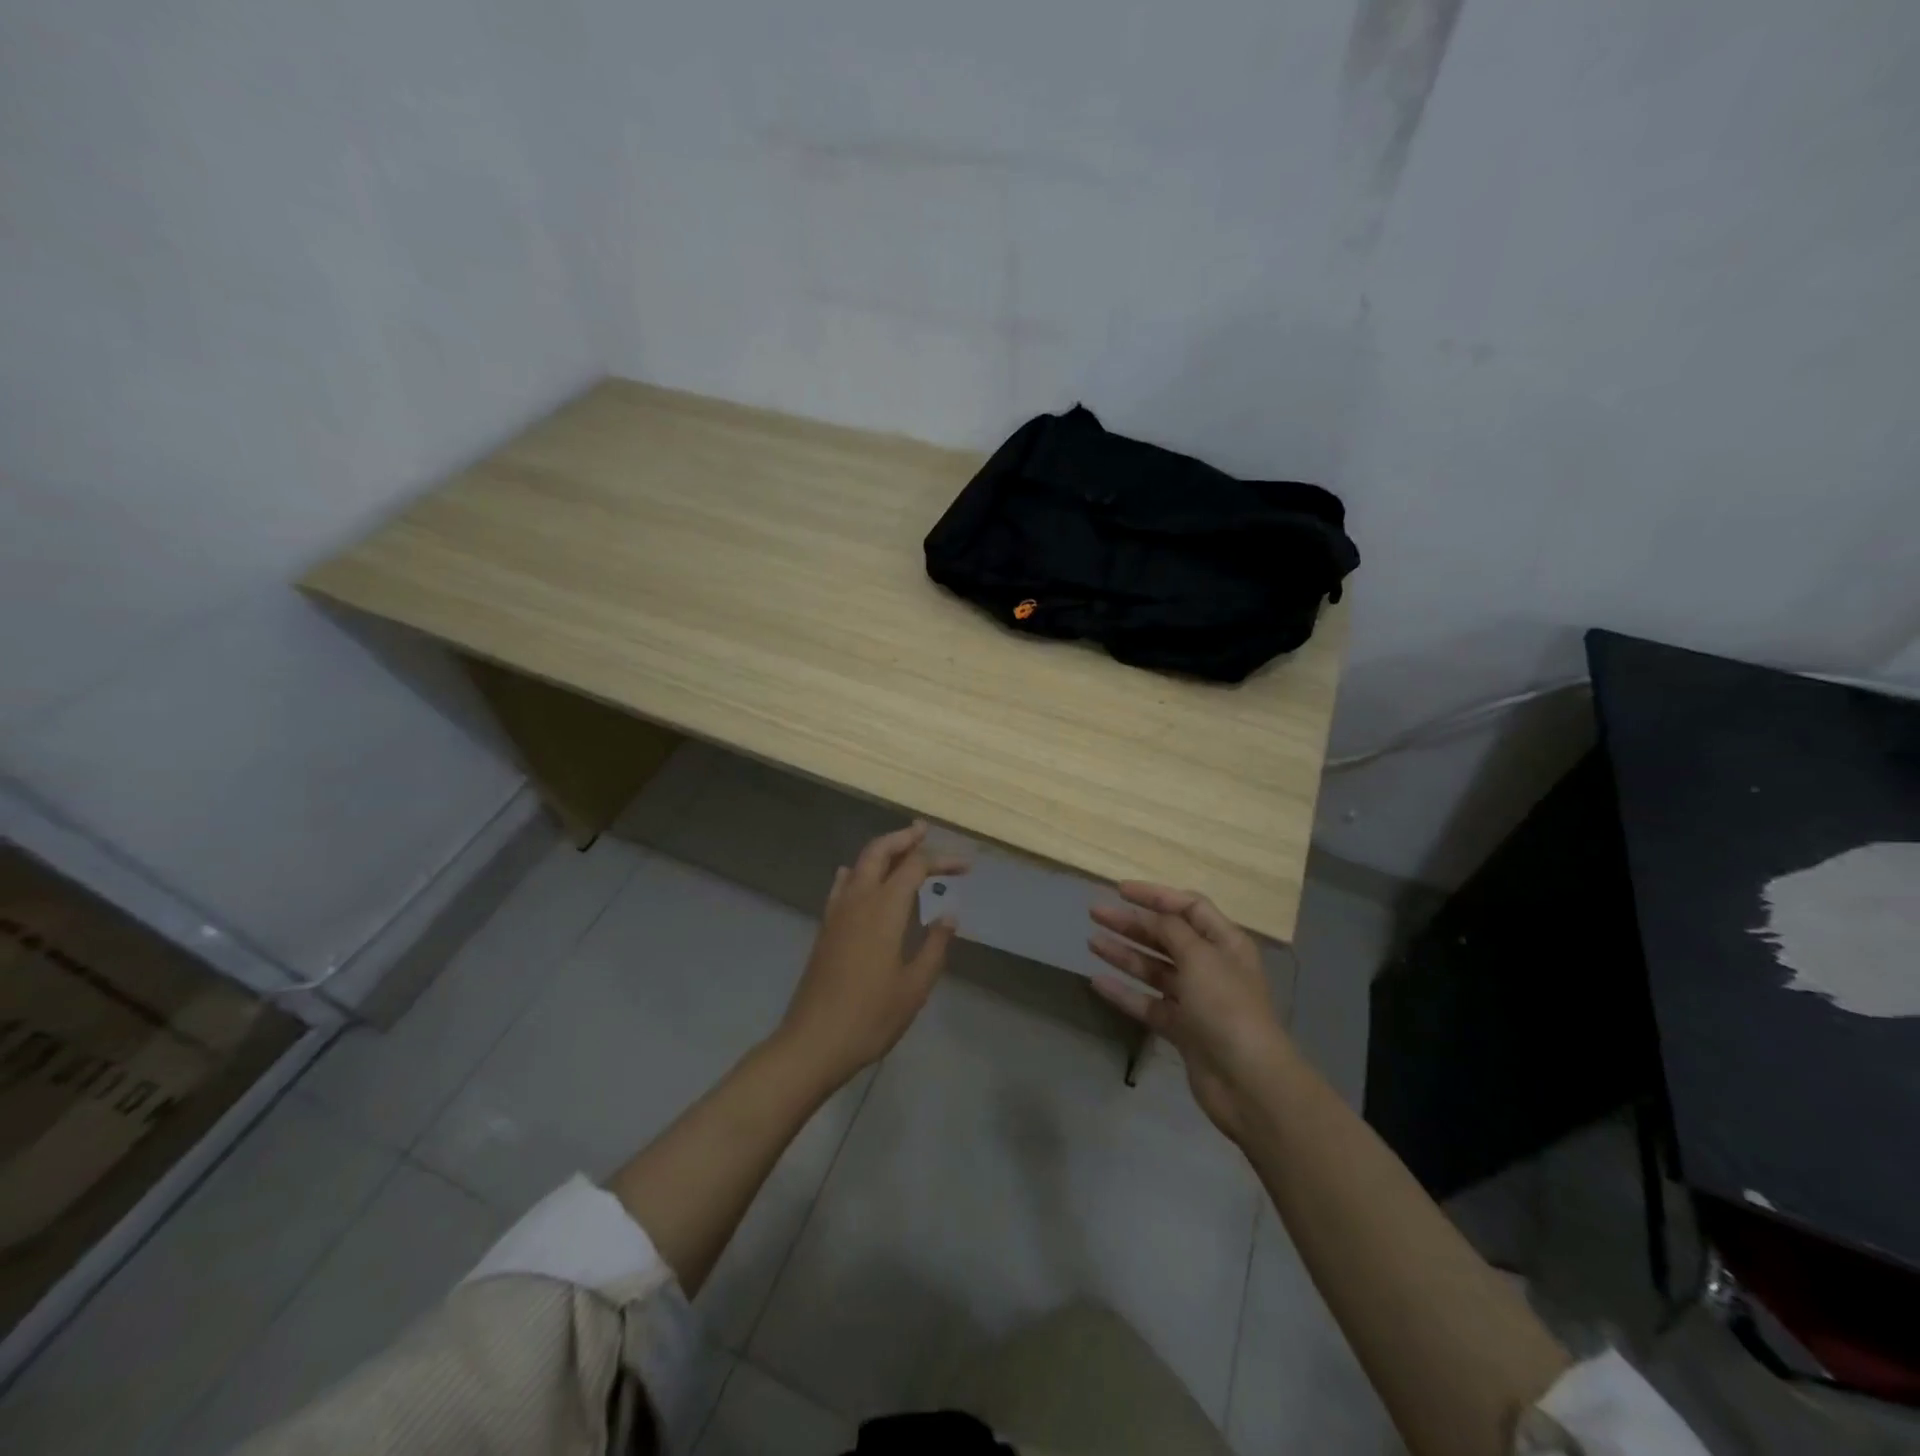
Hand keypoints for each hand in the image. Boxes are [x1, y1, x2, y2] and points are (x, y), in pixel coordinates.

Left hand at [776, 823, 966, 1088]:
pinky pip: (842, 885)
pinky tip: (858, 878)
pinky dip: (856, 872)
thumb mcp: (914, 987)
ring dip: (881, 851)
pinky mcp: (826, 928)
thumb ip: (934, 947)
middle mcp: (858, 900)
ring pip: (858, 864)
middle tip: (923, 830)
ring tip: (901, 848)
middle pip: (879, 852)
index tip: (966, 867)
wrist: (813, 1042)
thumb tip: (948, 915)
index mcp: (884, 910)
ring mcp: (837, 912)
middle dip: (903, 837)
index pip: (916, 867)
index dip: (942, 861)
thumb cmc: (871, 1016)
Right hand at [1088, 884, 1291, 1141]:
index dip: (1155, 895)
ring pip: (1154, 969)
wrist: (1248, 1081)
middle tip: (1096, 913)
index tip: (1120, 890)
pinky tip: (1097, 982)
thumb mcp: (1200, 957)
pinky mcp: (1182, 1029)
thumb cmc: (1227, 1007)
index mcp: (1225, 942)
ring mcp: (1196, 1000)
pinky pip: (1148, 1003)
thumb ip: (1173, 931)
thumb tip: (1155, 915)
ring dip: (1124, 954)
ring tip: (1091, 942)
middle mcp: (1211, 966)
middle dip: (1132, 923)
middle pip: (1167, 936)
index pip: (1188, 907)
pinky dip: (1125, 993)